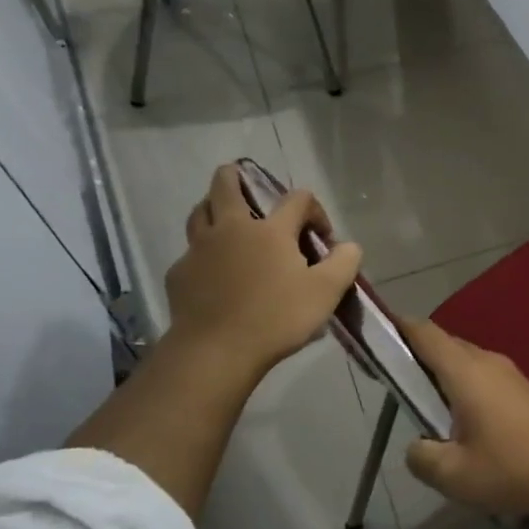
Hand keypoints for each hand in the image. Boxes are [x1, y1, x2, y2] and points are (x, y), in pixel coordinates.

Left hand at [164, 164, 362, 384]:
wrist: (216, 352)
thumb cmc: (276, 319)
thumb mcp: (326, 293)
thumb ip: (344, 263)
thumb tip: (349, 246)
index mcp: (270, 230)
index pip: (297, 198)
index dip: (314, 210)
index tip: (321, 238)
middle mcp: (231, 229)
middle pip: (226, 184)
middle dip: (236, 177)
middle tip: (245, 183)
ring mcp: (199, 250)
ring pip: (199, 213)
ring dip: (213, 208)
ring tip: (225, 221)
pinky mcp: (179, 274)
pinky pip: (190, 253)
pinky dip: (202, 254)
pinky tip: (212, 273)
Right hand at [401, 317, 528, 524]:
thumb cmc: (511, 469)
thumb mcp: (453, 474)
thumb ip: (422, 456)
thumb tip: (417, 446)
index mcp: (465, 371)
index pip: (425, 334)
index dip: (398, 327)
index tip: (376, 332)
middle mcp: (488, 362)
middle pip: (445, 345)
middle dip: (417, 354)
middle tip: (393, 378)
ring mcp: (511, 375)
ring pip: (466, 361)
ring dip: (443, 373)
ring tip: (424, 403)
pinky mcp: (525, 392)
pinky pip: (484, 377)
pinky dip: (464, 386)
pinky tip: (461, 419)